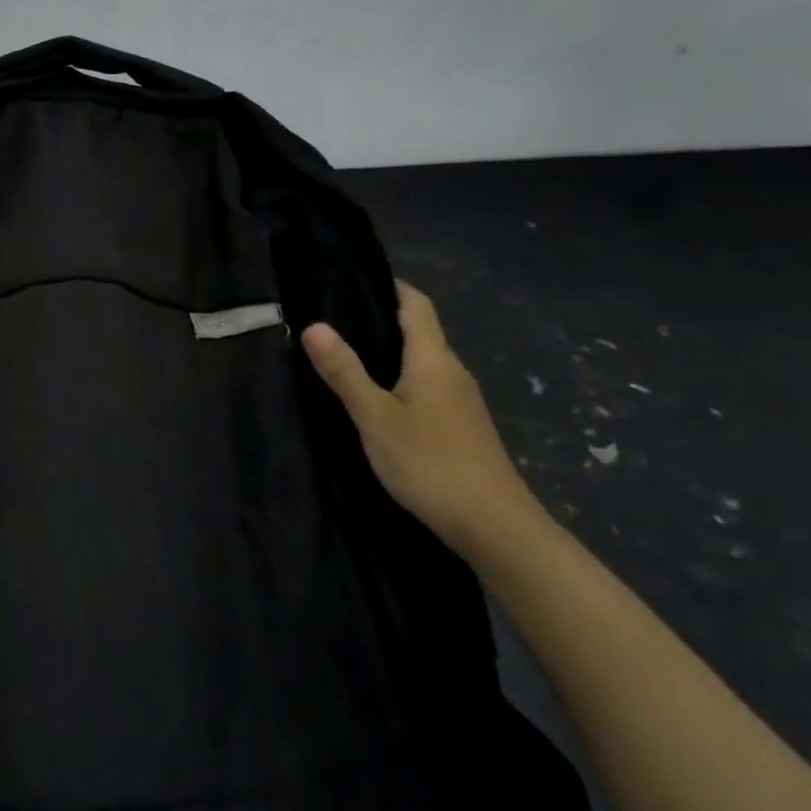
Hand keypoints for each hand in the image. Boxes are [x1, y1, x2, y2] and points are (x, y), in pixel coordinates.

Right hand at [302, 281, 545, 555]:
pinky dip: (402, 381)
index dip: (389, 286)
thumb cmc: (431, 463)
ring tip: (347, 357)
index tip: (352, 281)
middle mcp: (453, 371)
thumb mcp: (375, 417)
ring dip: (390, 353)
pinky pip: (428, 387)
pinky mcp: (463, 428)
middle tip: (334, 319)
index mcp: (434, 359)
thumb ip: (345, 372)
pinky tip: (379, 401)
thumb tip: (314, 325)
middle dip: (380, 320)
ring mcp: (462, 402)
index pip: (416, 304)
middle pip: (419, 331)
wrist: (496, 528)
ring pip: (423, 362)